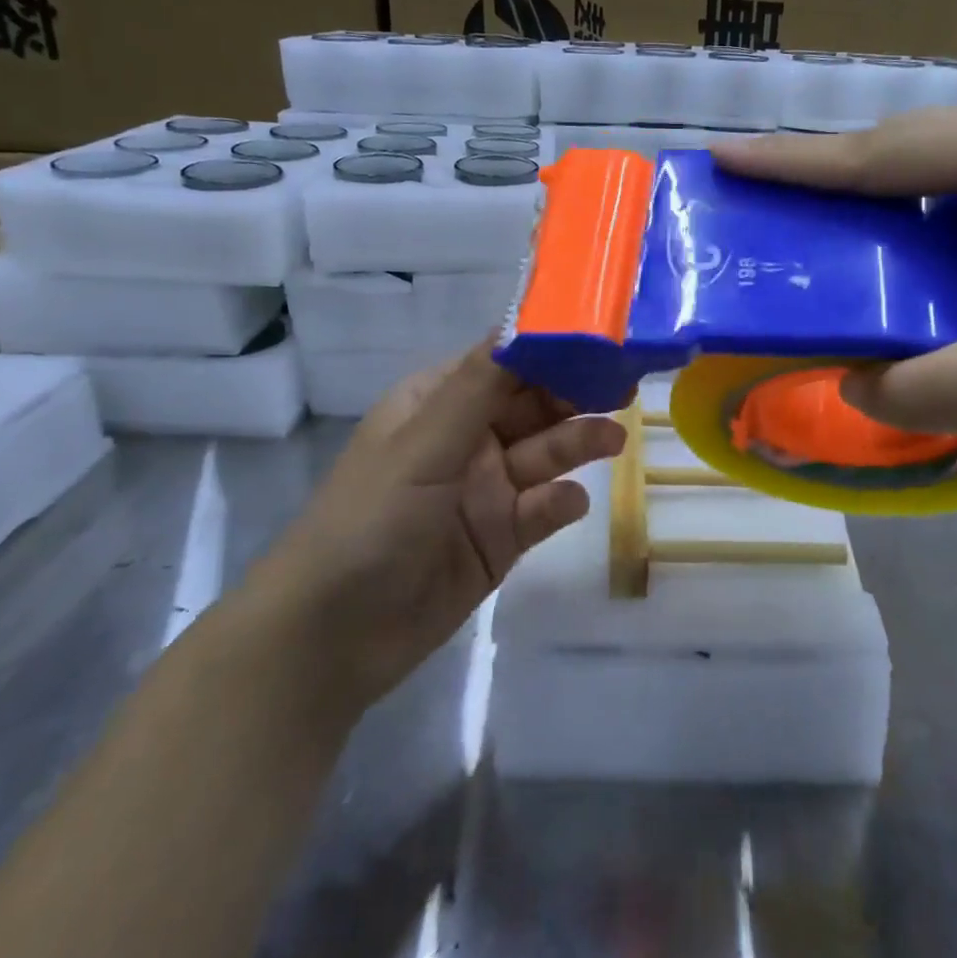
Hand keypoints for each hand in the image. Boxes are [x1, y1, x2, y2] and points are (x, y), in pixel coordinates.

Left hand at [252, 344, 623, 704]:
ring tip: (614, 440)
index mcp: (436, 406)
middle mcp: (464, 440)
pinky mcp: (499, 539)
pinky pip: (540, 510)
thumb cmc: (371, 521)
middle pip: (531, 406)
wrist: (332, 637)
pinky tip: (570, 503)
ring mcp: (484, 491)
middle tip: (624, 387)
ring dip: (576, 444)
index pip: (501, 362)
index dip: (547, 348)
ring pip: (542, 455)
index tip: (598, 337)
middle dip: (573, 395)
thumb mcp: (423, 446)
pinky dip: (559, 503)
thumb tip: (523, 319)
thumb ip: (479, 388)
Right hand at [716, 99, 956, 430]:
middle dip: (823, 167)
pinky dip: (908, 205)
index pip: (883, 154)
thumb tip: (850, 388)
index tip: (727, 159)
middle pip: (901, 144)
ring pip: (929, 161)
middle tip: (756, 188)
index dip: (798, 162)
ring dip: (865, 183)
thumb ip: (928, 389)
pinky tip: (888, 236)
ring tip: (808, 211)